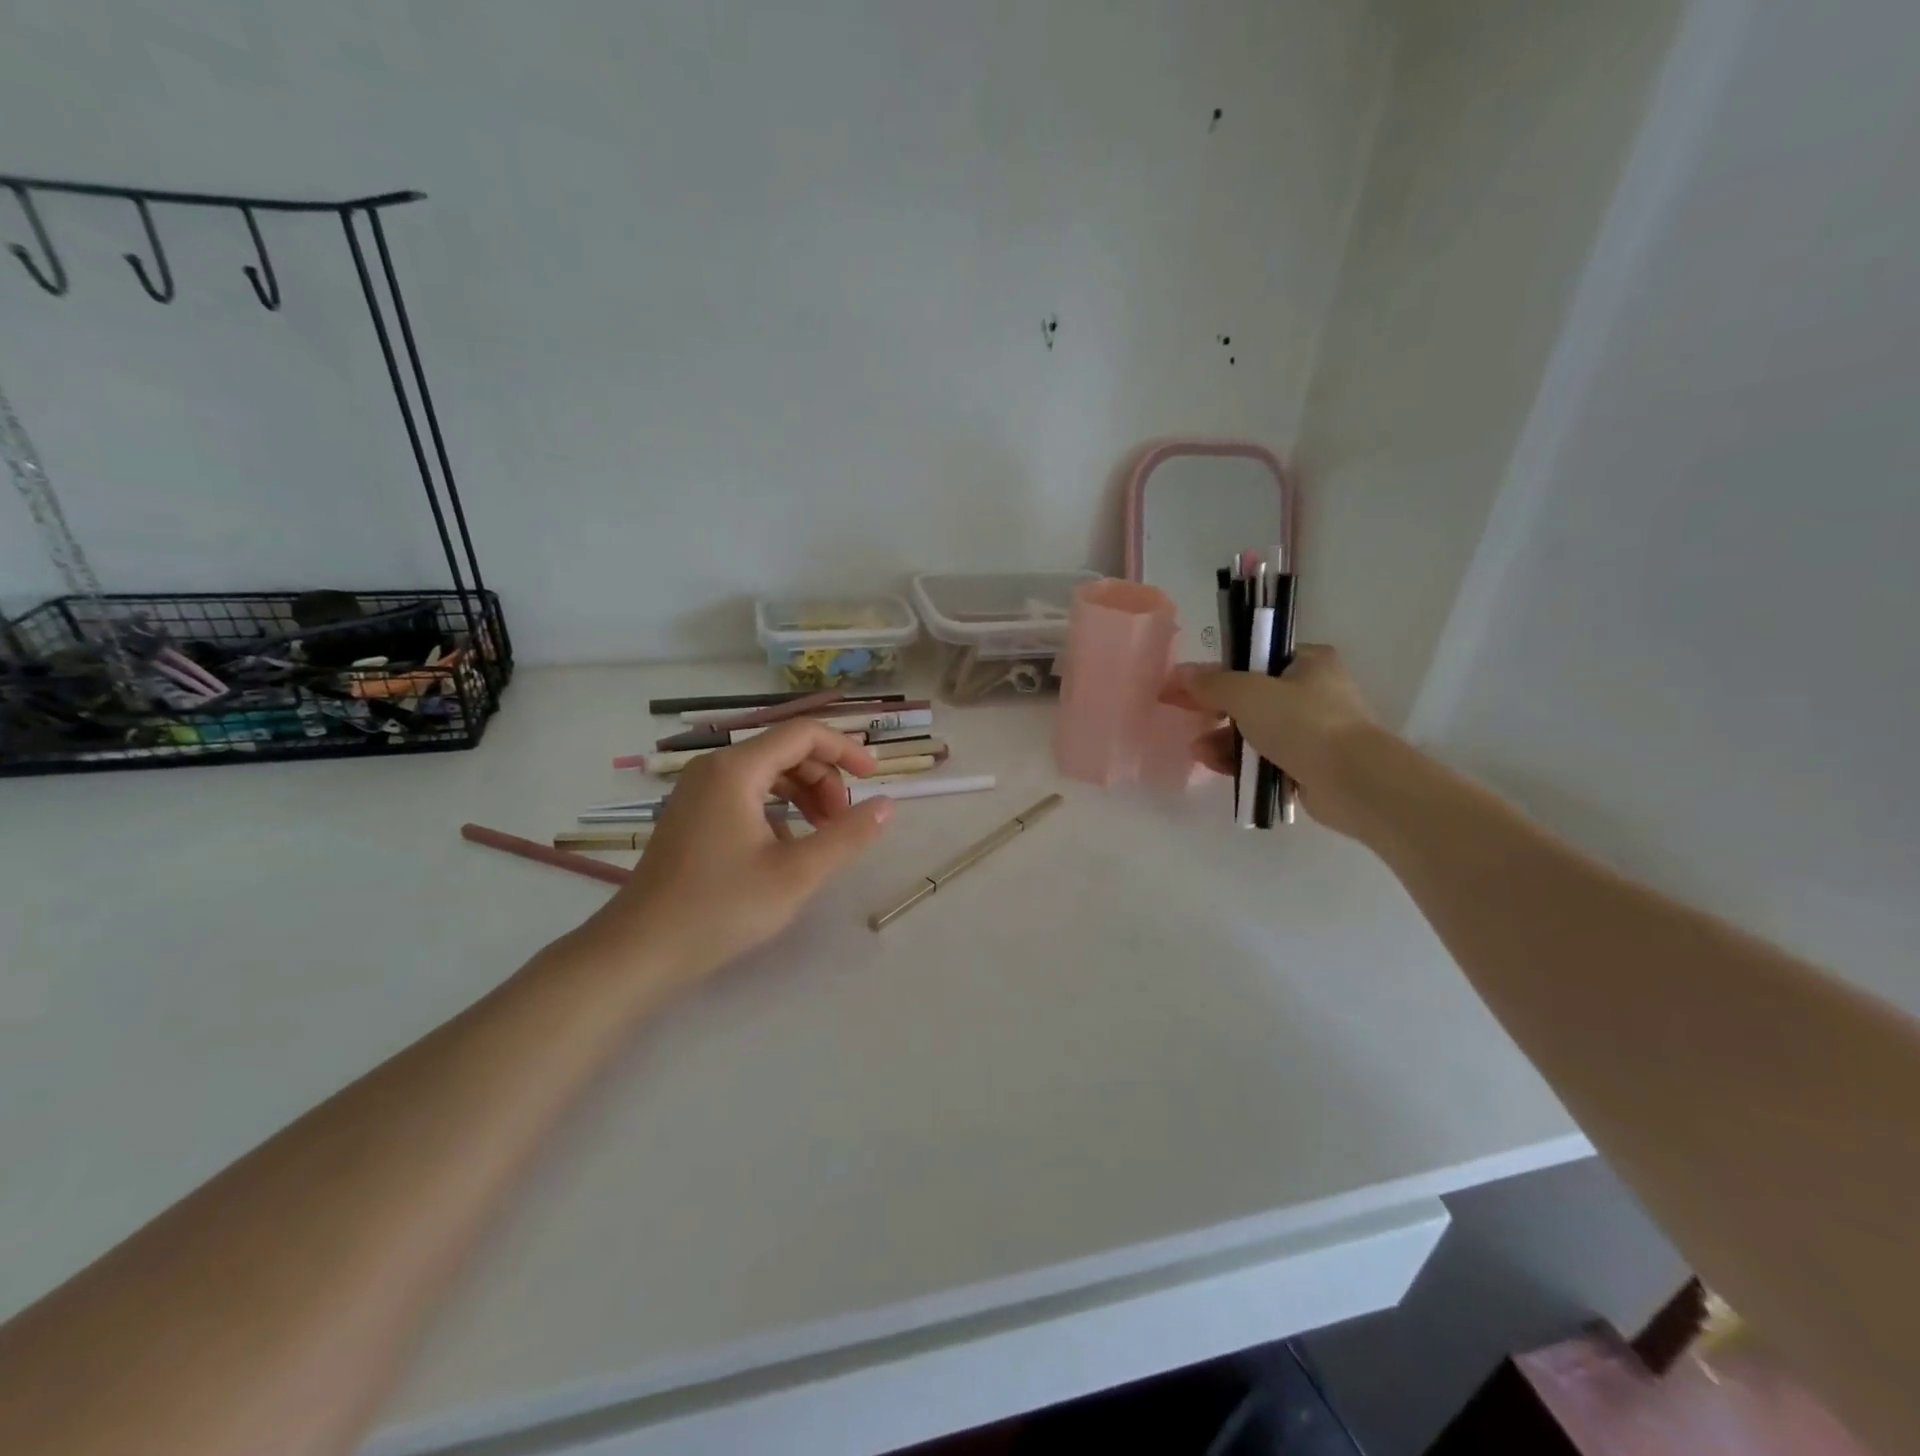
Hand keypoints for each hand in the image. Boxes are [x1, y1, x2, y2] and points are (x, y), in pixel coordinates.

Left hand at [579, 720, 893, 984]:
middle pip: (786, 751)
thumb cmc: (721, 908)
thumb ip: (847, 836)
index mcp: (736, 770)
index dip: (846, 749)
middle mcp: (714, 768)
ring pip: (767, 772)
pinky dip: (777, 808)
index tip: (873, 779)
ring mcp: (698, 790)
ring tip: (820, 835)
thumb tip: (887, 805)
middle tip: (842, 824)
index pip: (804, 734)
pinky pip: (746, 792)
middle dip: (825, 779)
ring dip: (803, 794)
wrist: (640, 950)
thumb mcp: (797, 874)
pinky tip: (785, 847)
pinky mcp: (692, 813)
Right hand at [1165, 645, 1379, 838]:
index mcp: (1309, 662)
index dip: (1217, 671)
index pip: (1255, 659)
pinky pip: (1265, 758)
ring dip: (1223, 739)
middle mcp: (1314, 692)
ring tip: (1199, 752)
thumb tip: (1181, 674)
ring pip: (1255, 730)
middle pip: (1251, 697)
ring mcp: (1314, 730)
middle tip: (1185, 718)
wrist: (1352, 781)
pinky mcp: (1310, 764)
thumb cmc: (1303, 723)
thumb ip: (1212, 683)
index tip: (1186, 687)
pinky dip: (1241, 762)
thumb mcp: (1248, 693)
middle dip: (1216, 711)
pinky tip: (1217, 767)